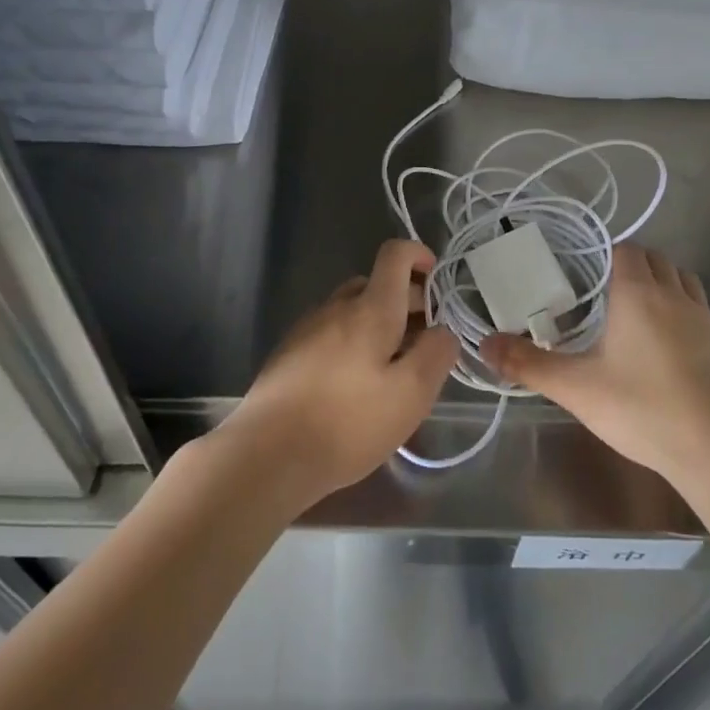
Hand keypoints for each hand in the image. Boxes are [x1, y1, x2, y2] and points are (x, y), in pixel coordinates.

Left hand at [219, 240, 458, 508]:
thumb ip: (436, 354)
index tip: (436, 280)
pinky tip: (354, 388)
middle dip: (406, 303)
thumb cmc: (346, 422)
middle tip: (425, 344)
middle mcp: (337, 306)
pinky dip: (352, 344)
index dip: (418, 255)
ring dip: (378, 326)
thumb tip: (443, 330)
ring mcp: (307, 328)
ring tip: (392, 371)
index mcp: (370, 307)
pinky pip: (331, 333)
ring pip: (352, 310)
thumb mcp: (410, 394)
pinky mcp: (289, 353)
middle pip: (376, 285)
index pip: (394, 255)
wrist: (265, 455)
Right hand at [482, 244, 709, 488]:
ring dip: (663, 284)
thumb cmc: (642, 408)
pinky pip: (701, 309)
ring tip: (639, 314)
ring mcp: (706, 318)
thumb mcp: (576, 388)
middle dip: (633, 266)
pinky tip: (670, 347)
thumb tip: (484, 344)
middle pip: (656, 259)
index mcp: (638, 293)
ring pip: (683, 280)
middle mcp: (674, 294)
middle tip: (606, 295)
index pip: (626, 250)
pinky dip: (684, 312)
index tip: (587, 276)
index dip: (607, 255)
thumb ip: (528, 364)